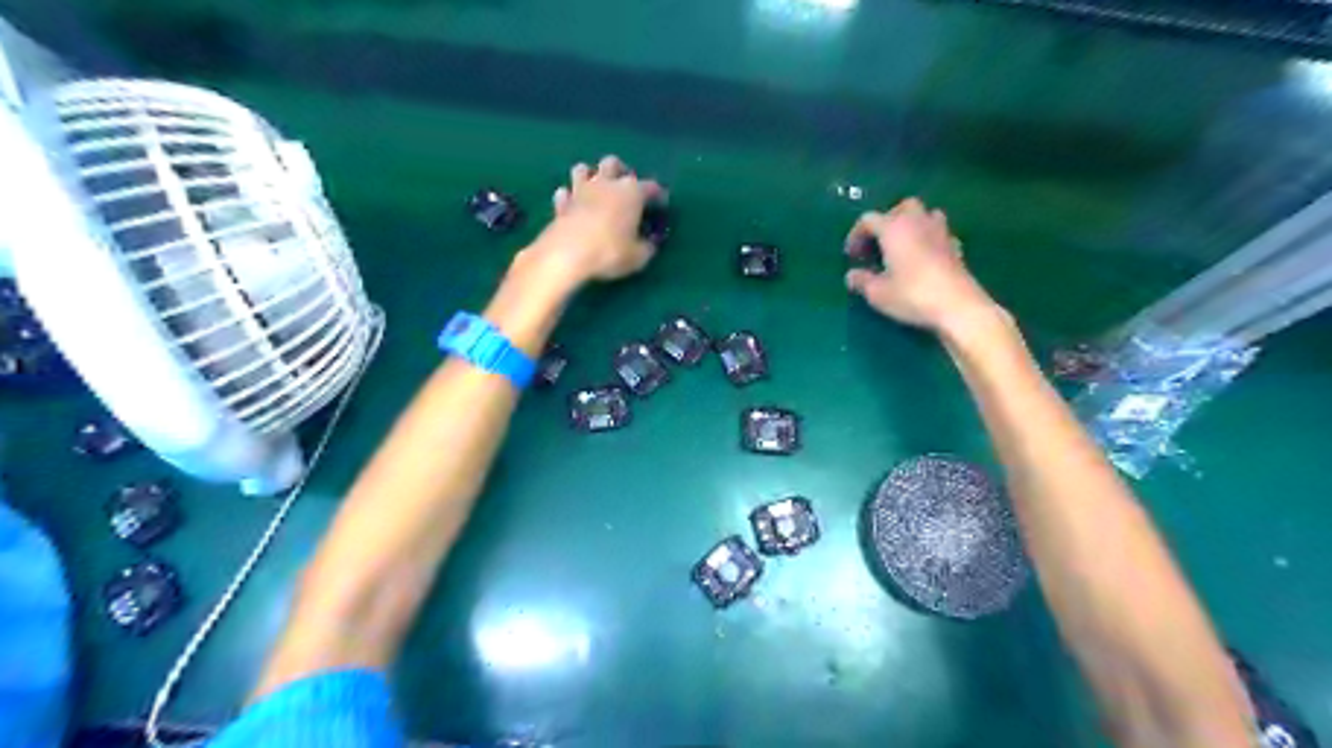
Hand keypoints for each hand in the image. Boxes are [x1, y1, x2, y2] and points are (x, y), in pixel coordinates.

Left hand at [519, 156, 665, 287]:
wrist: (568, 253)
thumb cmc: (610, 251)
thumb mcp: (638, 256)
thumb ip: (647, 247)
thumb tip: (650, 243)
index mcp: (631, 192)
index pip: (650, 186)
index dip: (658, 193)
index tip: (662, 203)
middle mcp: (606, 183)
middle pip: (612, 163)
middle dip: (619, 170)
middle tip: (624, 186)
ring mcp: (580, 191)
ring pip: (582, 169)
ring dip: (589, 175)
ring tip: (595, 188)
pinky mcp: (561, 204)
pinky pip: (564, 193)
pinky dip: (569, 197)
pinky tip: (573, 205)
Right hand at [841, 200, 999, 331]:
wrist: (957, 306)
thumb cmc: (911, 295)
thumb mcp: (877, 293)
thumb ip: (862, 281)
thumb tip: (851, 275)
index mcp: (893, 228)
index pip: (868, 220)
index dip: (856, 235)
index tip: (851, 255)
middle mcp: (917, 222)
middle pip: (901, 207)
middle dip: (887, 221)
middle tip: (878, 243)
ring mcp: (940, 232)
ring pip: (925, 215)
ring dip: (911, 225)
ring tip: (902, 246)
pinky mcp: (956, 246)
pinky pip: (938, 233)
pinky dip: (928, 239)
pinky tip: (923, 258)